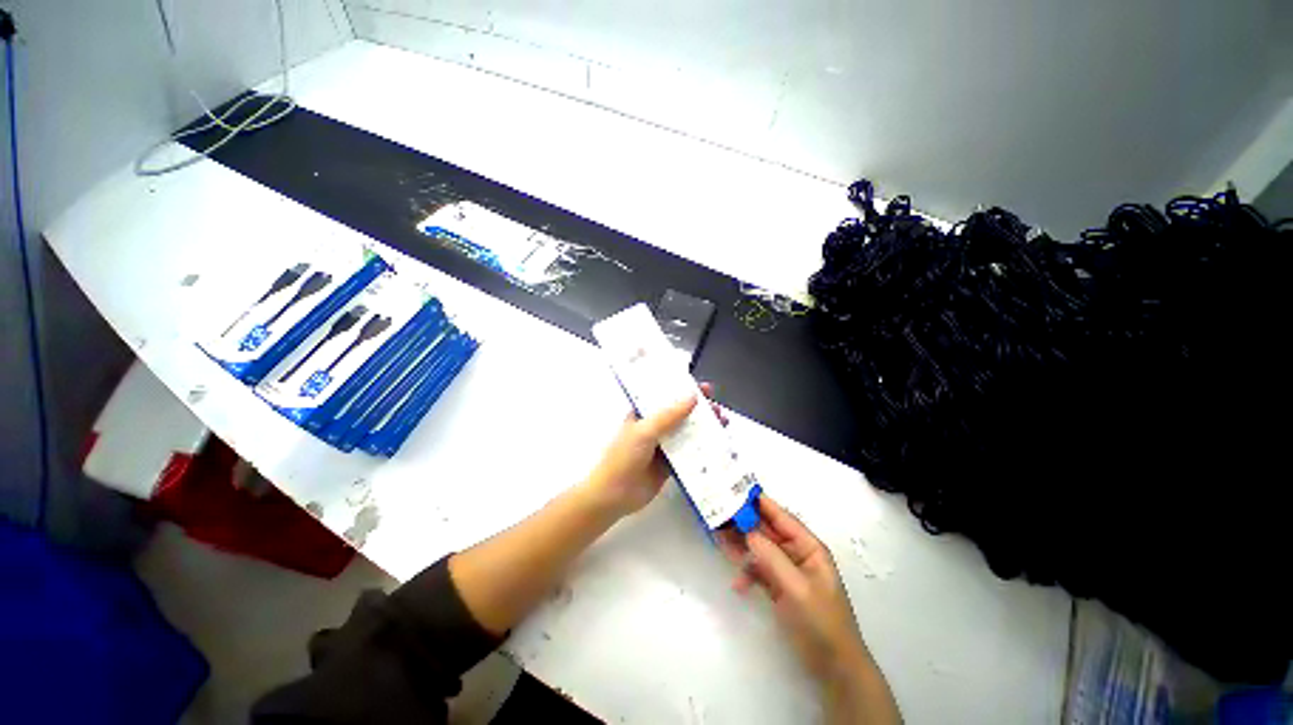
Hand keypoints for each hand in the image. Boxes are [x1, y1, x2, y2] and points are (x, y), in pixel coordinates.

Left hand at [582, 383, 725, 518]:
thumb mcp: (645, 431)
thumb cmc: (624, 457)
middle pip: (681, 414)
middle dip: (700, 410)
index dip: (685, 390)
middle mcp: (654, 427)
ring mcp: (663, 446)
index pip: (667, 397)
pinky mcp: (670, 465)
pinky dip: (703, 450)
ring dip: (704, 428)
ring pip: (687, 433)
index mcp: (644, 414)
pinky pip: (689, 454)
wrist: (613, 495)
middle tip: (718, 409)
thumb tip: (693, 397)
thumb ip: (669, 415)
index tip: (705, 389)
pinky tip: (718, 447)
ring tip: (723, 424)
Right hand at [719, 495, 869, 681]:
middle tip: (718, 515)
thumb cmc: (821, 623)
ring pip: (760, 550)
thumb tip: (747, 531)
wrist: (833, 669)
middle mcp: (797, 554)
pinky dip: (747, 574)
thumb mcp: (797, 589)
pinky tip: (737, 585)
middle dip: (744, 524)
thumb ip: (772, 558)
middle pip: (767, 532)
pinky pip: (759, 571)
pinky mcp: (779, 588)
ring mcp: (787, 571)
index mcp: (809, 547)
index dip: (760, 503)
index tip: (736, 491)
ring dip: (741, 547)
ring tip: (718, 539)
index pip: (781, 517)